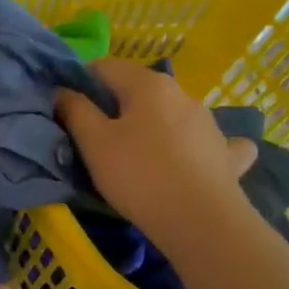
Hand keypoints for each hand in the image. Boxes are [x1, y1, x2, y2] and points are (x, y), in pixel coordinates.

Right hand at [57, 58, 258, 255]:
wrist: (201, 221)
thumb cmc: (138, 175)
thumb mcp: (93, 142)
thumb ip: (74, 109)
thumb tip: (62, 90)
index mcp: (148, 84)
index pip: (104, 66)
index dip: (81, 84)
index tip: (70, 112)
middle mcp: (182, 94)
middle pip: (138, 90)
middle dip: (115, 107)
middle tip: (96, 140)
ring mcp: (209, 123)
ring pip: (170, 114)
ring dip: (152, 125)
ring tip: (136, 155)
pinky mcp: (226, 153)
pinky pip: (207, 140)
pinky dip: (194, 144)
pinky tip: (191, 158)